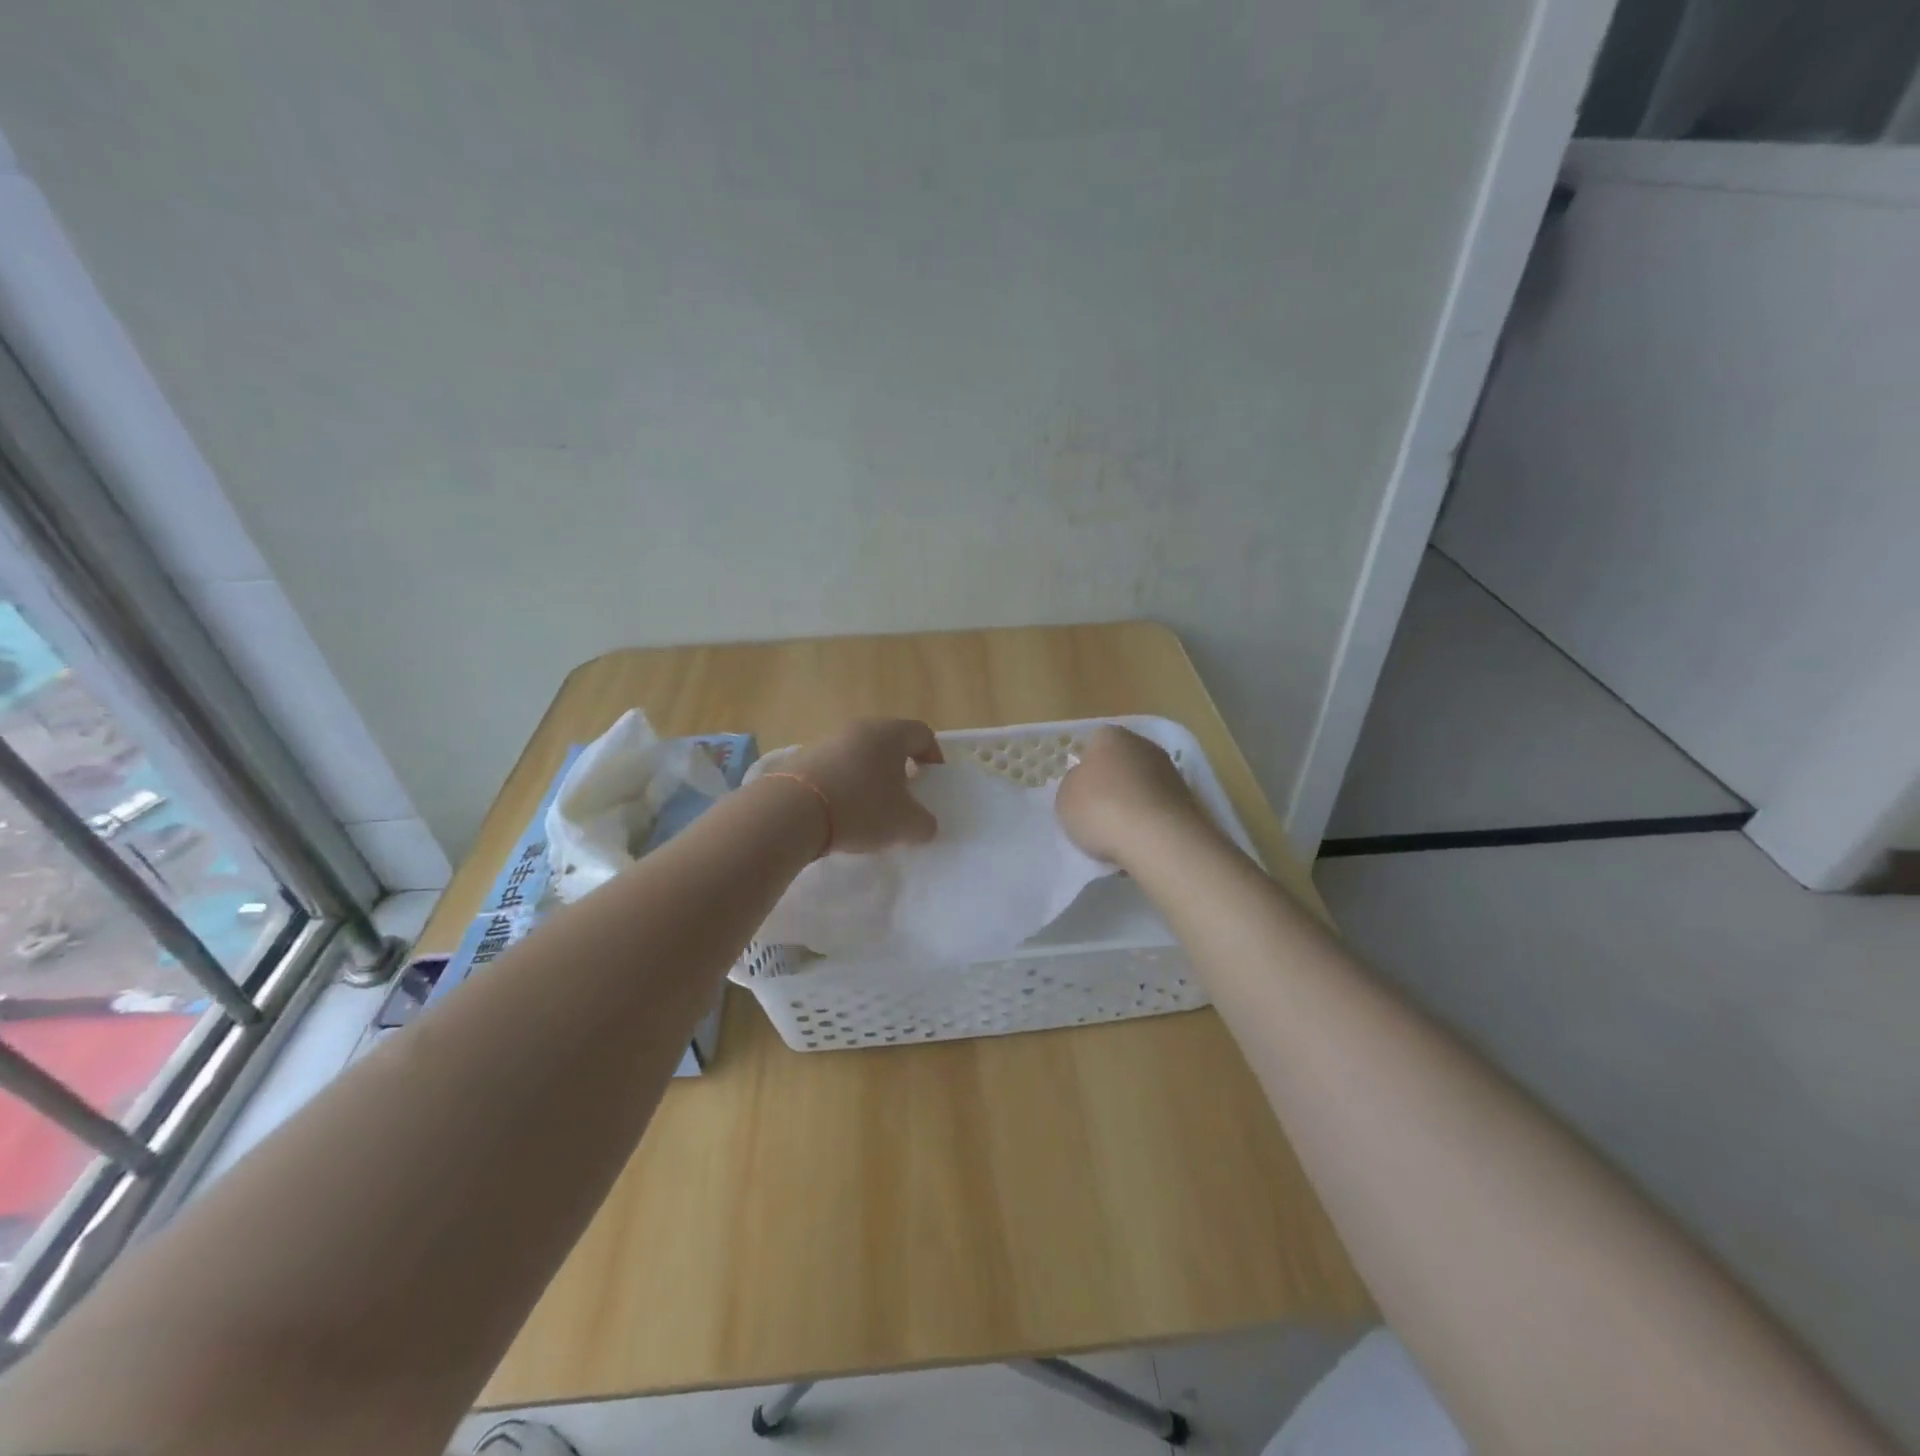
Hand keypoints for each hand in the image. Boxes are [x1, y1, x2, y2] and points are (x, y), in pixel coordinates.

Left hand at [781, 719, 944, 853]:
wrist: (791, 812)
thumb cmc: (860, 808)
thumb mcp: (905, 824)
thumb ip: (924, 824)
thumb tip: (924, 824)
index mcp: (889, 734)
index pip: (922, 734)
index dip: (934, 756)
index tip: (933, 781)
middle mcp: (859, 728)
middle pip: (889, 742)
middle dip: (900, 768)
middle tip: (905, 796)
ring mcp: (827, 741)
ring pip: (860, 755)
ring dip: (870, 776)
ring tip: (870, 808)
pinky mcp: (802, 758)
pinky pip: (834, 768)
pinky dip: (844, 784)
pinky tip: (840, 811)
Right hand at [1055, 725, 1210, 863]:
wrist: (1157, 838)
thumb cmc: (1100, 808)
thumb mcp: (1065, 798)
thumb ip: (1073, 784)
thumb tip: (1086, 783)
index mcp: (1111, 736)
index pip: (1094, 743)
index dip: (1086, 767)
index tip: (1081, 792)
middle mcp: (1144, 745)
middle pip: (1122, 762)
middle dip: (1112, 783)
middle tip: (1097, 811)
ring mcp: (1171, 771)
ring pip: (1142, 785)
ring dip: (1133, 802)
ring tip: (1119, 833)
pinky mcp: (1188, 799)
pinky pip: (1158, 807)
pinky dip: (1150, 821)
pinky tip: (1140, 841)